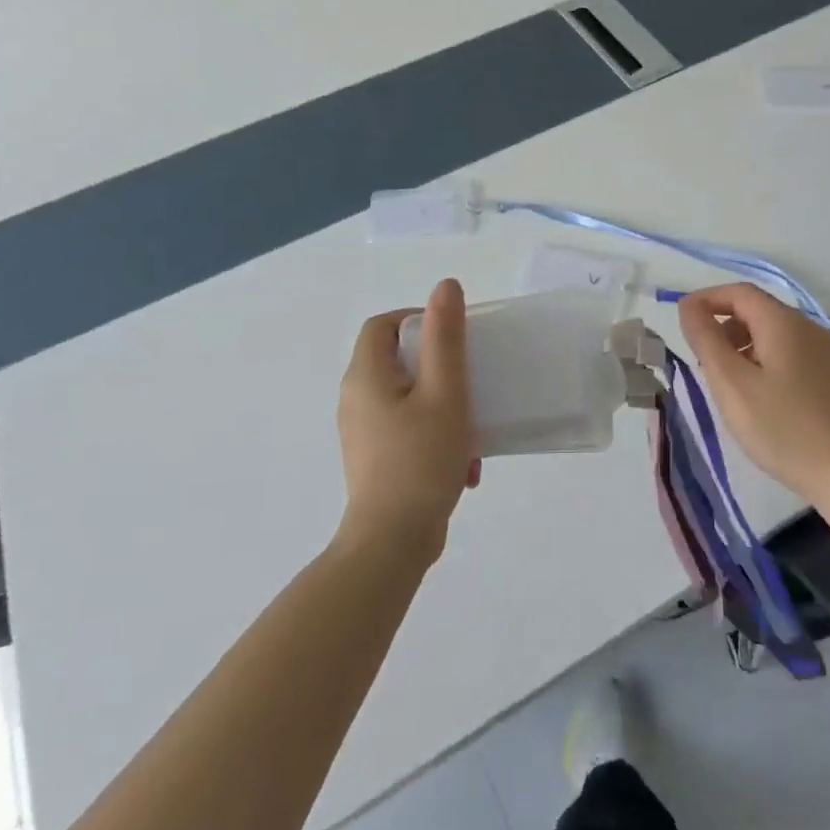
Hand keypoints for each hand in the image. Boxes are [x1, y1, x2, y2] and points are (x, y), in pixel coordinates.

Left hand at [336, 279, 479, 562]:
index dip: (418, 319)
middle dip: (441, 369)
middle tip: (471, 382)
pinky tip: (464, 465)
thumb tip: (444, 286)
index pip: (383, 325)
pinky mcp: (375, 460)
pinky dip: (436, 436)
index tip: (454, 337)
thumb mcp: (444, 392)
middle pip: (398, 361)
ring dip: (445, 408)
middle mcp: (355, 399)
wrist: (392, 542)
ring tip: (473, 432)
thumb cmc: (420, 460)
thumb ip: (446, 338)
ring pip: (409, 399)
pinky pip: (408, 430)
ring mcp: (363, 433)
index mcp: (365, 376)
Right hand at [676, 283, 829, 506]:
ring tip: (728, 384)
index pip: (739, 292)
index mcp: (784, 323)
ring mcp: (825, 352)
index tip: (683, 321)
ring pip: (773, 334)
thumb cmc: (781, 427)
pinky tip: (759, 397)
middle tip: (703, 363)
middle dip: (724, 327)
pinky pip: (790, 353)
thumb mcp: (731, 383)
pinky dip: (764, 361)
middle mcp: (808, 328)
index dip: (707, 300)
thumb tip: (689, 306)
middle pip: (757, 311)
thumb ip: (706, 339)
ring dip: (743, 346)